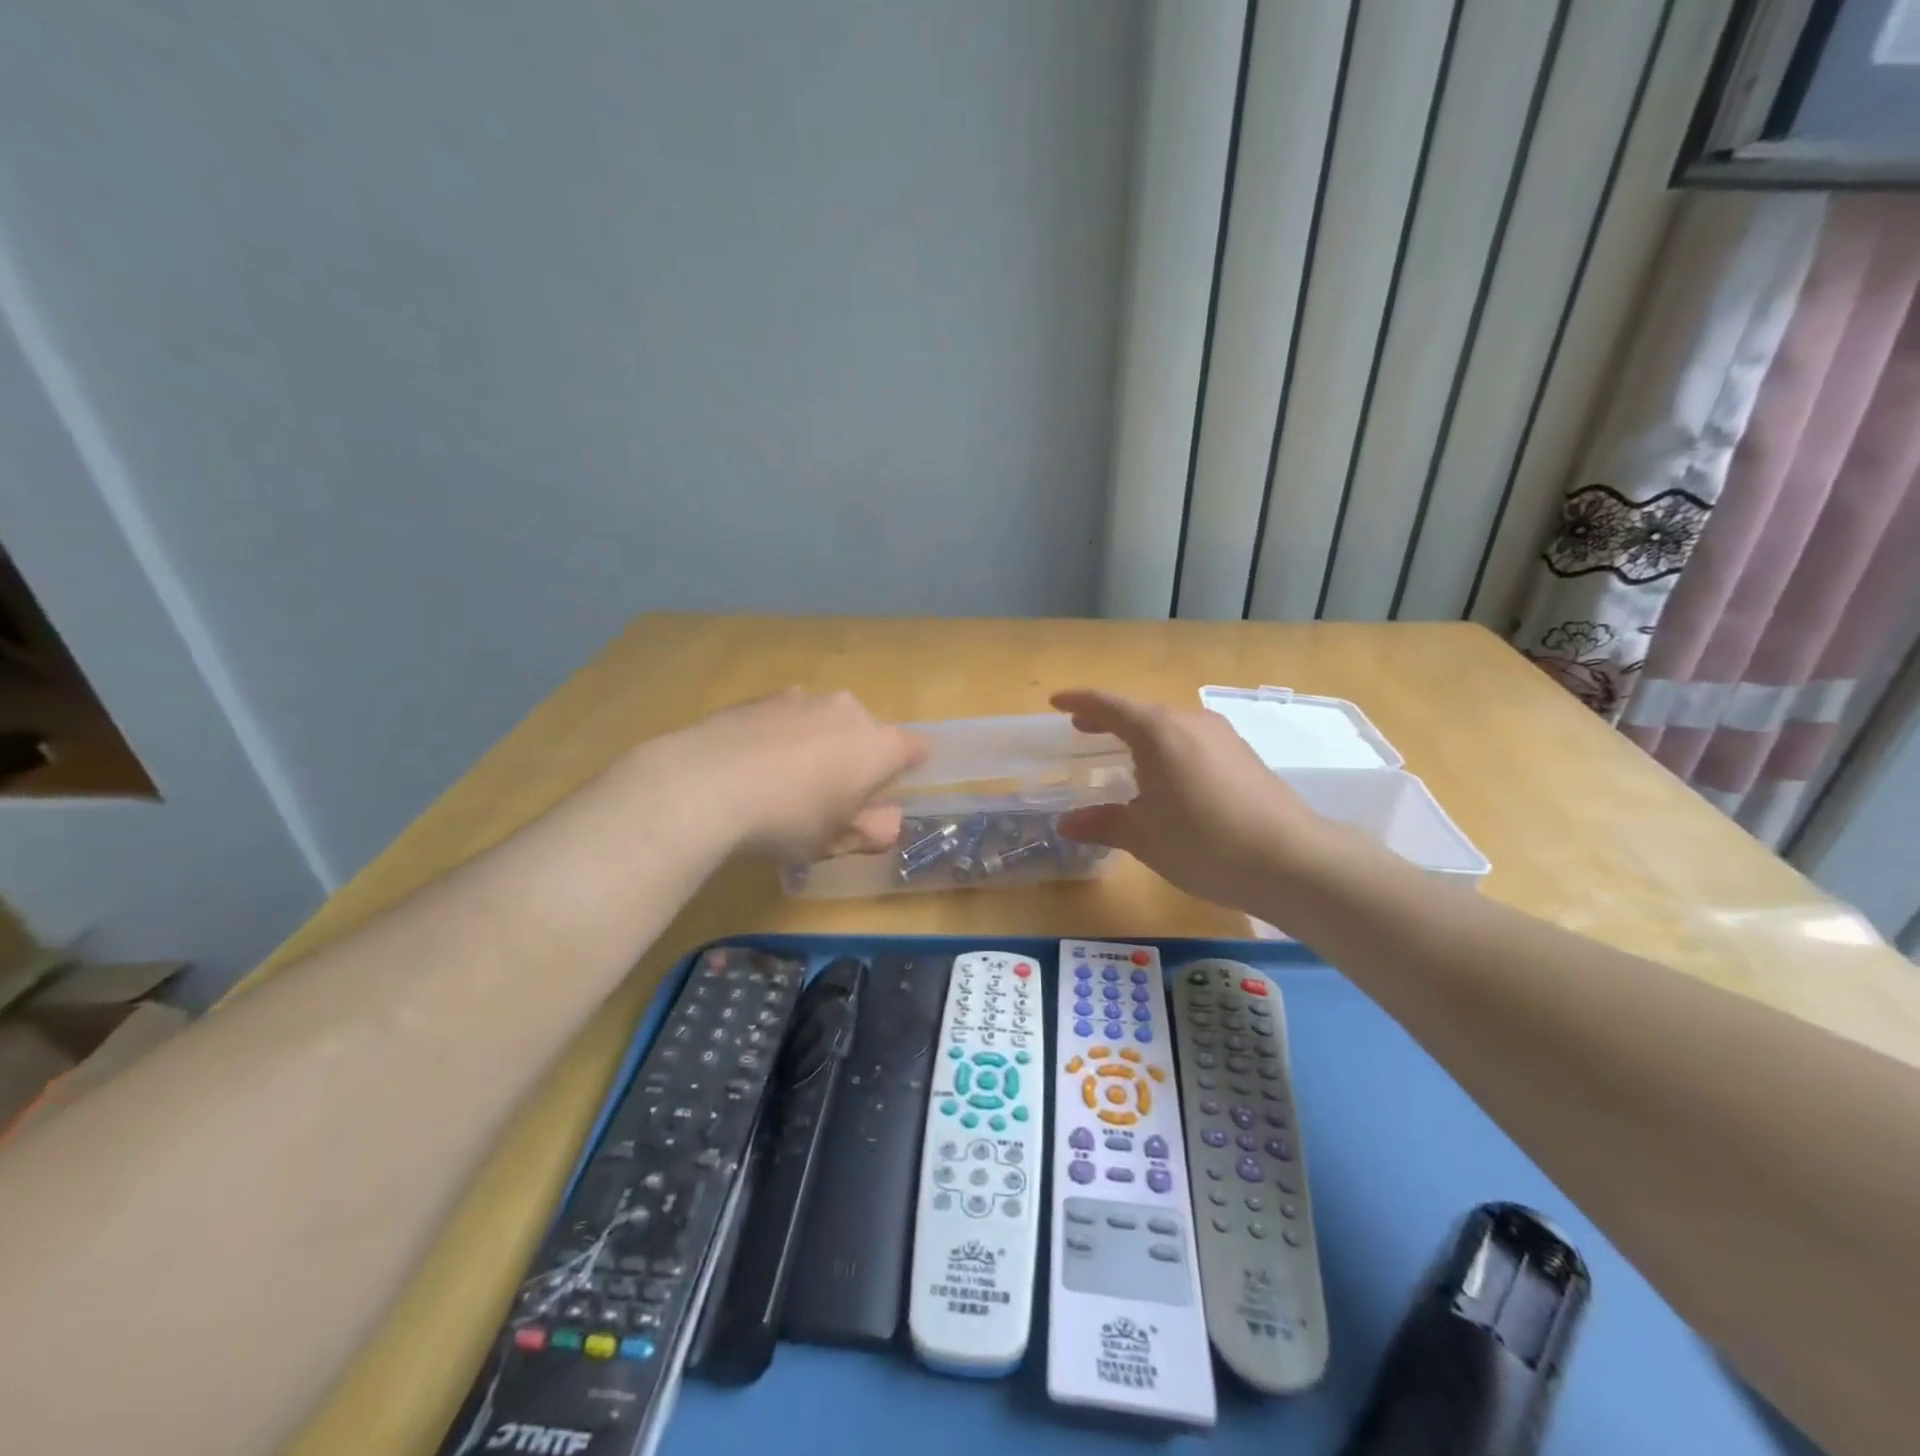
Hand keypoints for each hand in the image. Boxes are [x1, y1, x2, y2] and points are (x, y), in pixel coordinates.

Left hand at [655, 689, 926, 861]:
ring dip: (817, 744)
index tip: (886, 792)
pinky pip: (786, 718)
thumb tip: (890, 822)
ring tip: (783, 782)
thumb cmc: (786, 820)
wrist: (703, 785)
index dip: (907, 769)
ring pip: (824, 721)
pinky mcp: (760, 696)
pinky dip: (780, 737)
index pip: (915, 748)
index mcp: (878, 745)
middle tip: (828, 798)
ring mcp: (801, 697)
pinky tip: (751, 767)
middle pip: (866, 732)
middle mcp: (847, 710)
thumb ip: (872, 832)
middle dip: (855, 758)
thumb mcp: (834, 842)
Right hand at [1051, 689, 1337, 913]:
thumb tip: (1068, 823)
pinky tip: (1168, 778)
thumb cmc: (1203, 843)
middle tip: (1082, 731)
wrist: (1291, 860)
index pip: (1108, 705)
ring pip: (1170, 727)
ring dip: (1141, 736)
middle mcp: (1189, 722)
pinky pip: (1193, 742)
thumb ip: (1103, 823)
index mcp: (1157, 732)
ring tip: (1123, 757)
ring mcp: (1222, 736)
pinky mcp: (1243, 756)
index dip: (1079, 701)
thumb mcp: (1143, 837)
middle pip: (1140, 712)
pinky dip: (1168, 750)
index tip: (1056, 702)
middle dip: (1108, 720)